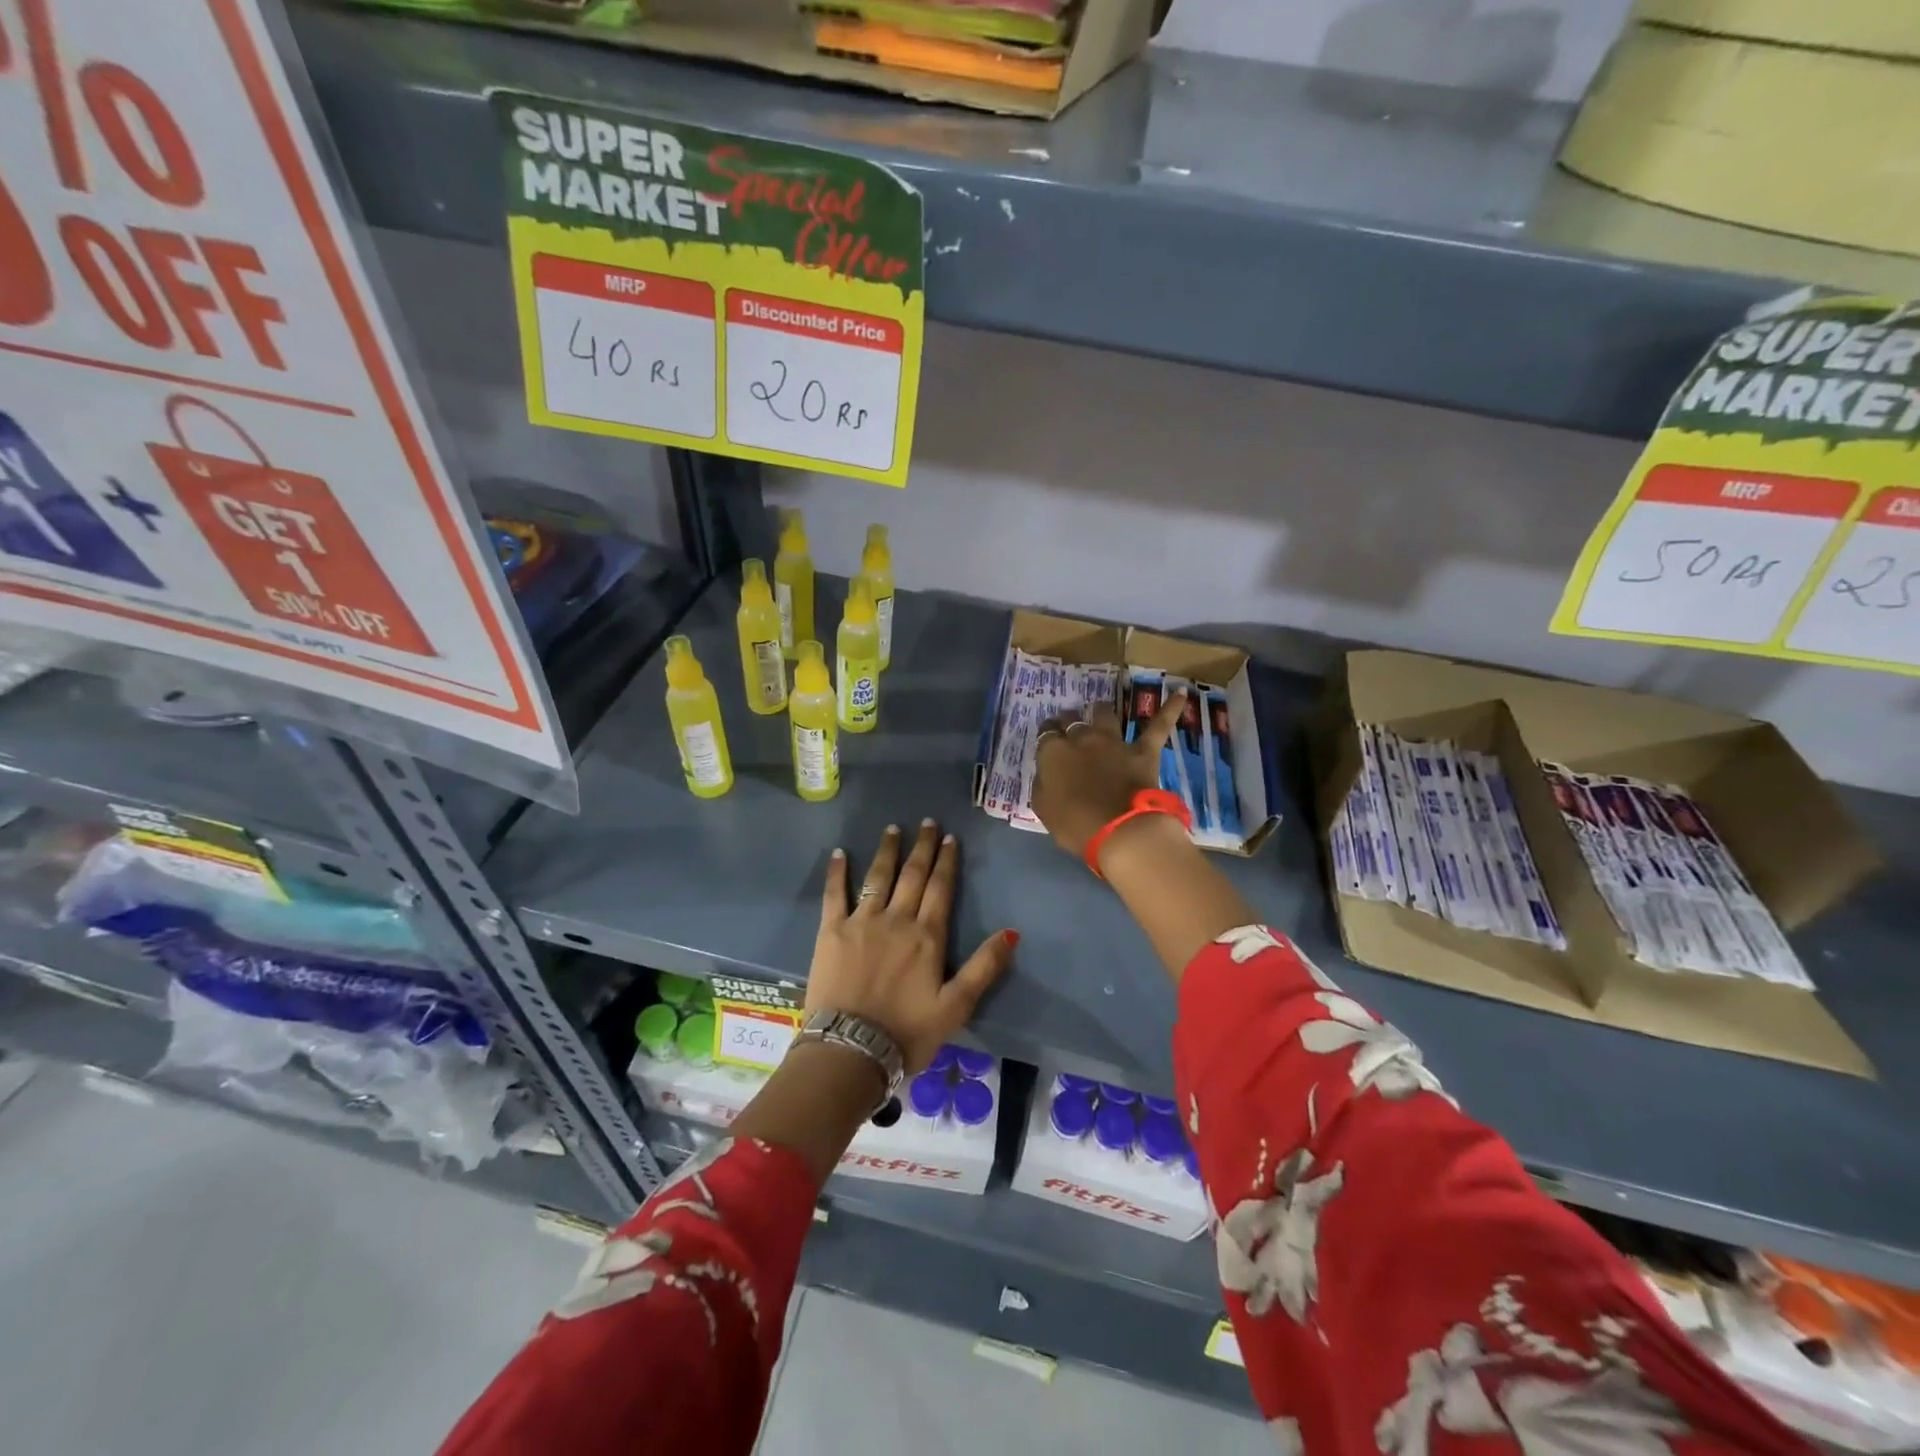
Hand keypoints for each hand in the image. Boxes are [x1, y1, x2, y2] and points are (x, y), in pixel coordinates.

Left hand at [807, 821, 1016, 1073]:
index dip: (946, 862)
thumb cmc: (908, 1032)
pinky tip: (839, 854)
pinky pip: (834, 895)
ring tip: (893, 829)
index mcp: (927, 936)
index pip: (940, 889)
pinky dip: (837, 873)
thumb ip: (984, 967)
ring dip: (887, 851)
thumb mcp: (956, 1006)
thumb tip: (1012, 931)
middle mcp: (896, 920)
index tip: (949, 838)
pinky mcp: (830, 932)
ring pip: (877, 877)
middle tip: (927, 823)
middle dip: (922, 847)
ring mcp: (861, 922)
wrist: (851, 1049)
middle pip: (912, 875)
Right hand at [1031, 691, 1186, 860]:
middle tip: (1068, 727)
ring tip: (1099, 710)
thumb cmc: (1075, 825)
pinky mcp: (1143, 751)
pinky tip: (1181, 693)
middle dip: (1068, 721)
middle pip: (1072, 720)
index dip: (1048, 735)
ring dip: (1100, 711)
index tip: (1048, 738)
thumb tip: (1047, 774)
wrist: (1119, 832)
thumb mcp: (1044, 808)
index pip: (1047, 734)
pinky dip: (1170, 709)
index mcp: (1054, 753)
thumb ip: (1043, 785)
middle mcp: (1082, 739)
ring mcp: (1115, 742)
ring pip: (1105, 715)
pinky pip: (1158, 726)